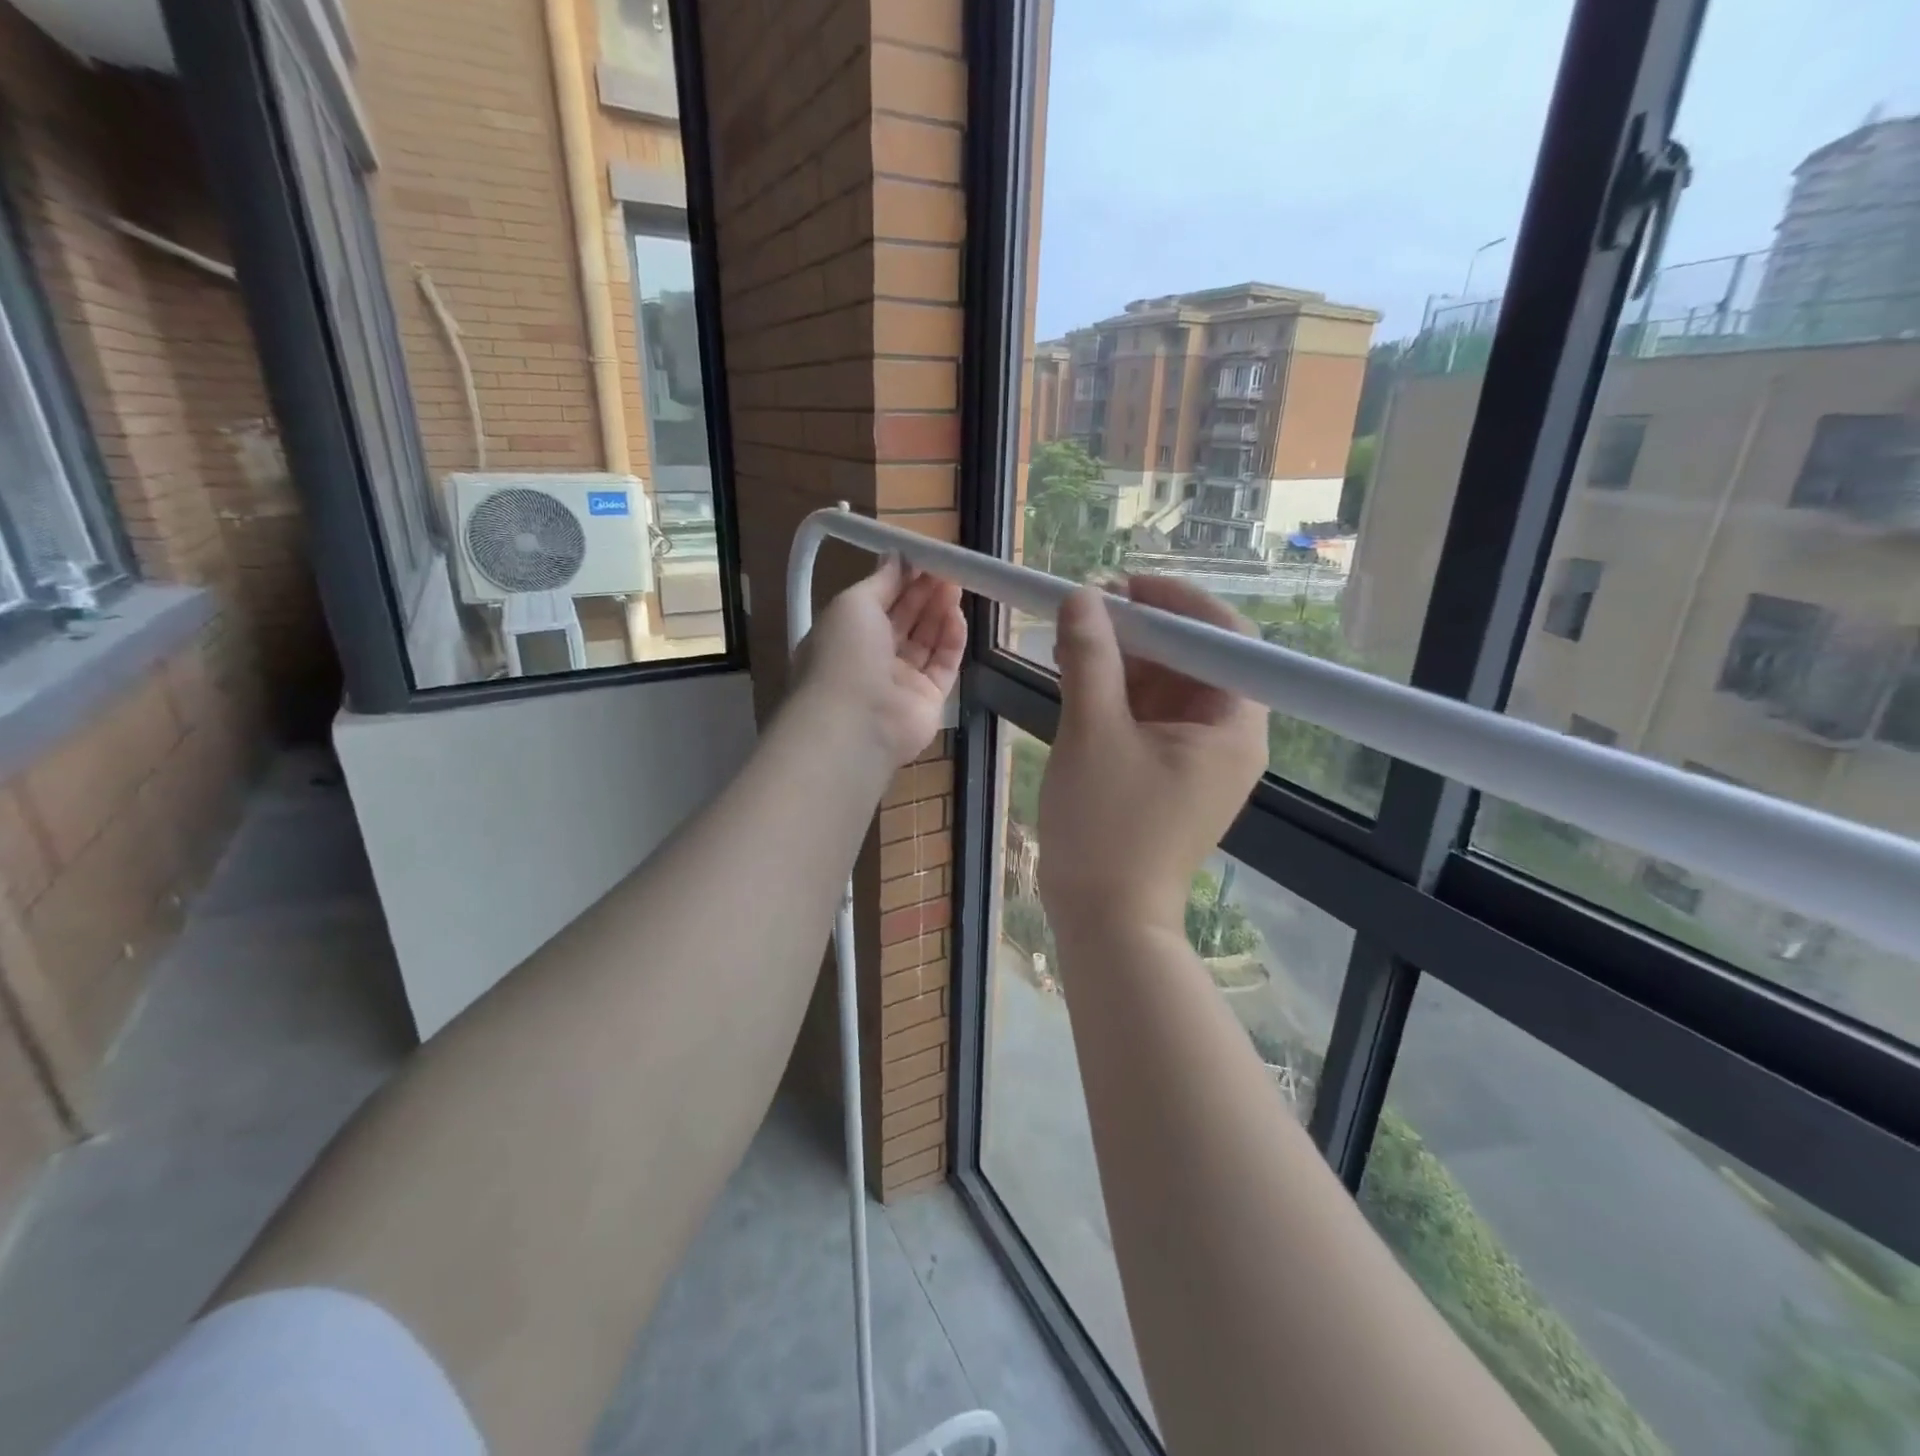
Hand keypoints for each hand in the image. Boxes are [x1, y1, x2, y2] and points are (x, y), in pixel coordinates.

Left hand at [794, 555, 964, 767]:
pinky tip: (959, 616)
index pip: (878, 603)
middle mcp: (872, 660)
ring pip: (926, 641)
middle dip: (924, 593)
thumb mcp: (853, 604)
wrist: (855, 722)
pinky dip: (952, 640)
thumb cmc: (845, 654)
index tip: (923, 559)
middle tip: (948, 567)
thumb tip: (896, 557)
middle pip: (905, 621)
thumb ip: (880, 581)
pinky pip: (943, 665)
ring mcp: (901, 682)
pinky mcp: (928, 700)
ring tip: (957, 584)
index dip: (900, 581)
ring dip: (940, 612)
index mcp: (846, 636)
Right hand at [1038, 577, 1266, 940]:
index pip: (1227, 638)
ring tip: (1073, 638)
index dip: (1177, 602)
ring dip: (1124, 659)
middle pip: (1195, 659)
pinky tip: (1078, 676)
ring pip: (1167, 686)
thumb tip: (1082, 597)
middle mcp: (1227, 737)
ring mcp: (1197, 758)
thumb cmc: (1106, 828)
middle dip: (1143, 630)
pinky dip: (1118, 693)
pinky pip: (1149, 716)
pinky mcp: (1169, 774)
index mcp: (1233, 725)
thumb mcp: (1092, 733)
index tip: (1124, 584)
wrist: (1104, 920)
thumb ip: (1089, 658)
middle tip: (1088, 608)